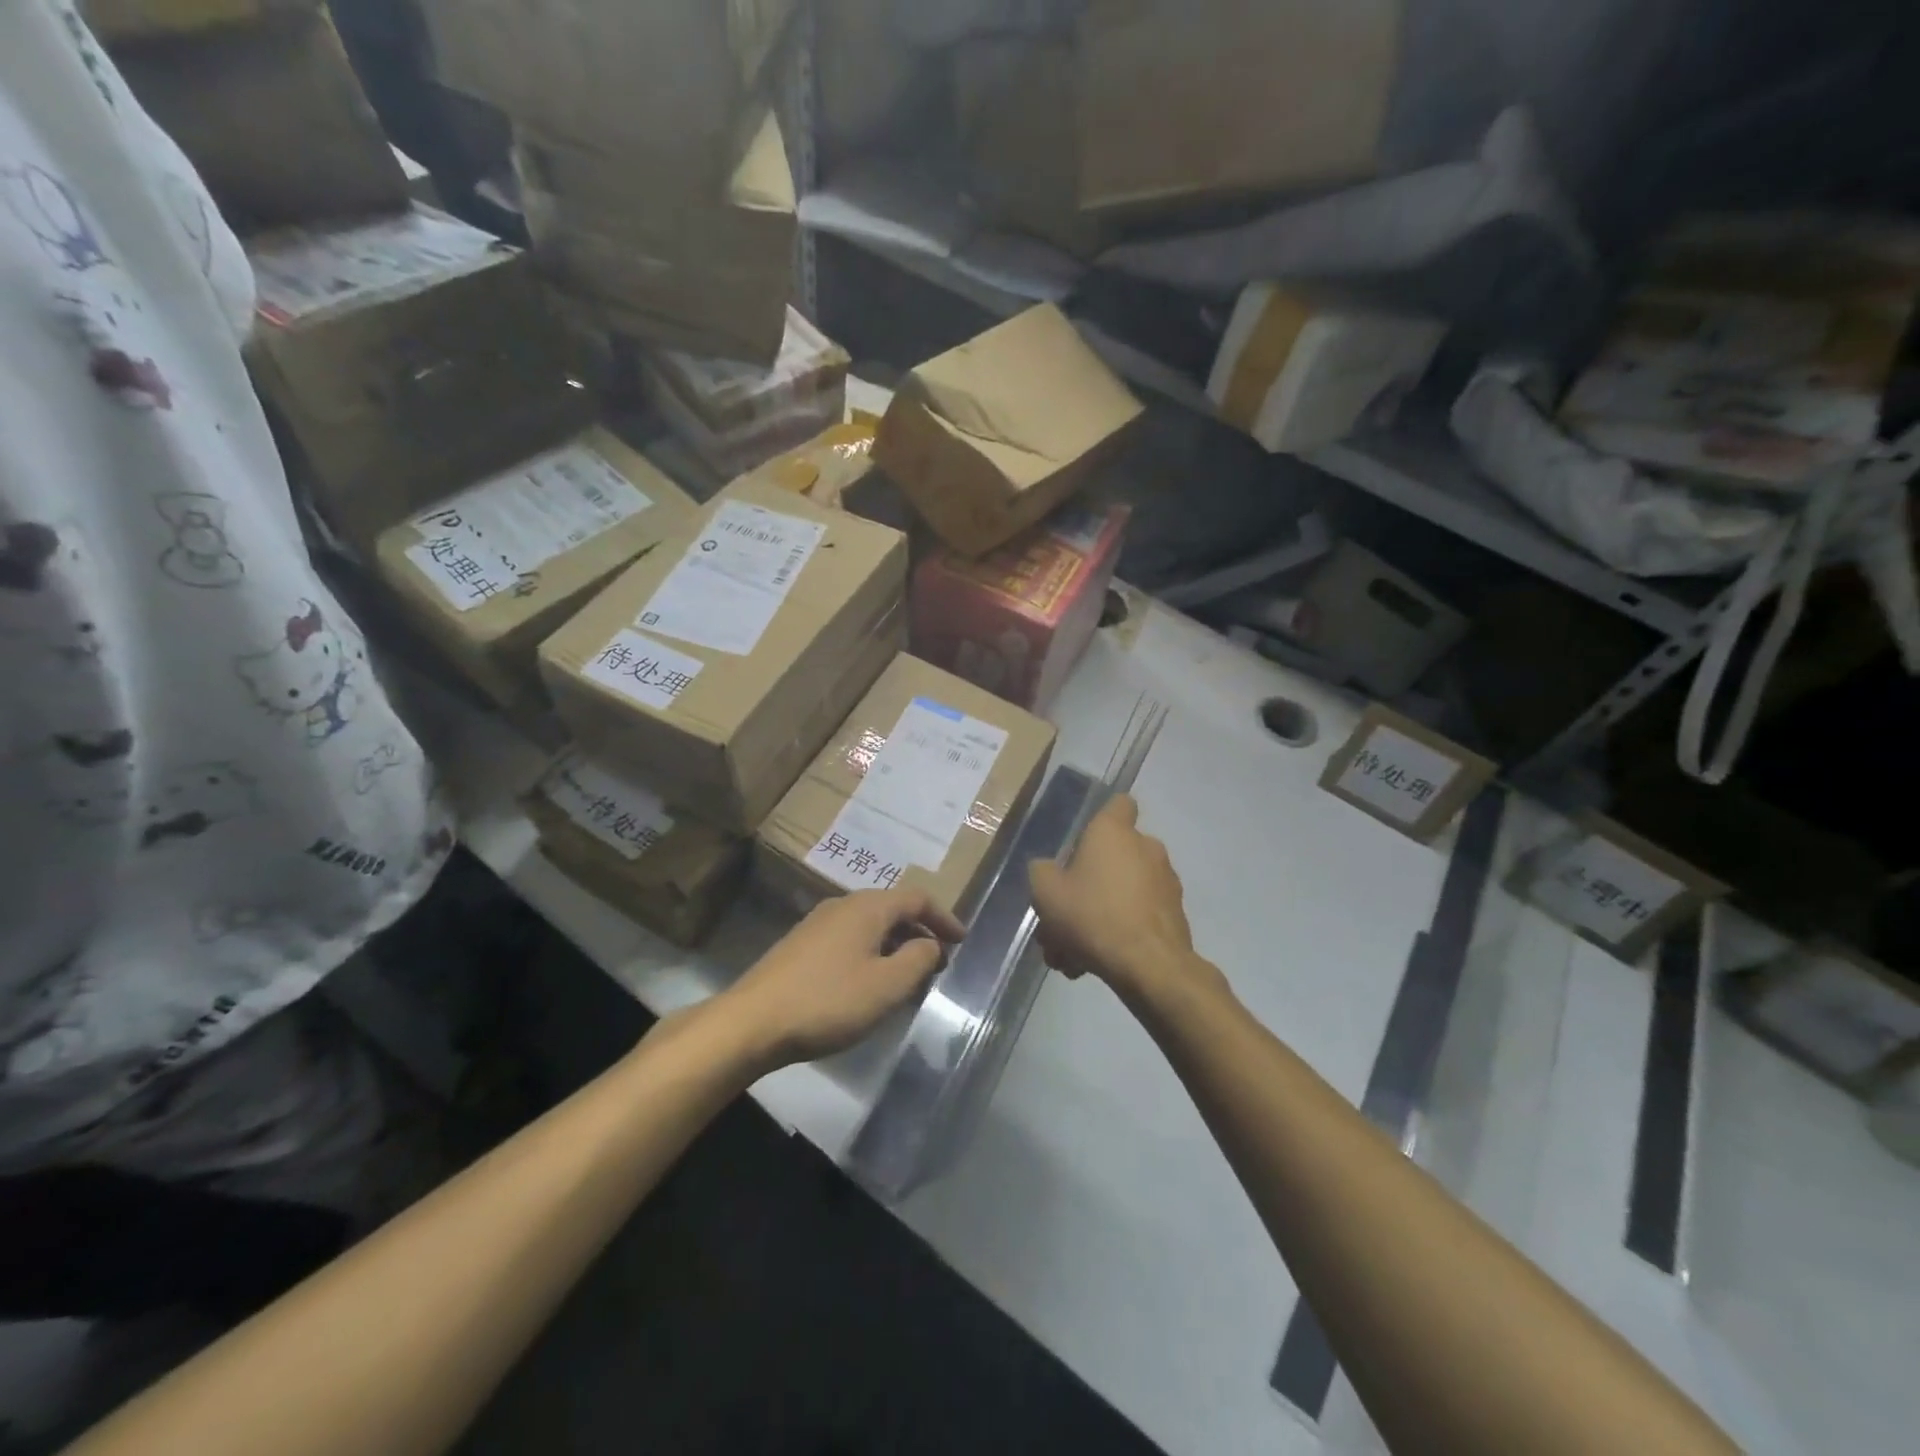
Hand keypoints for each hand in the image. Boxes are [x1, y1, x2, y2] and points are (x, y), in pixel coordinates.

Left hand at [723, 888, 965, 1066]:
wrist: (752, 1022)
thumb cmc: (828, 1001)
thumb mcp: (887, 986)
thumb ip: (918, 959)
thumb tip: (930, 943)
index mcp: (867, 907)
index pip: (917, 898)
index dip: (944, 917)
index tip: (962, 941)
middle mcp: (842, 905)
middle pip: (892, 909)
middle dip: (920, 932)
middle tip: (938, 963)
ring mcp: (817, 925)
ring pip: (869, 926)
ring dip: (895, 945)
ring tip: (907, 978)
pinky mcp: (800, 947)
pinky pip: (849, 940)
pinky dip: (871, 954)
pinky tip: (868, 985)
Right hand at [1030, 795, 1208, 1003]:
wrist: (1148, 965)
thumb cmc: (1092, 915)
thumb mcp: (1046, 892)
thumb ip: (1042, 872)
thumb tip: (1048, 869)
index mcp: (1114, 832)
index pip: (1119, 803)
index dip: (1101, 818)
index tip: (1082, 843)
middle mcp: (1146, 847)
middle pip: (1112, 857)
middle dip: (1086, 886)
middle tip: (1063, 917)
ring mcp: (1165, 881)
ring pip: (1121, 893)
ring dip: (1098, 915)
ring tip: (1072, 954)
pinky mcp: (1175, 914)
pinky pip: (1137, 916)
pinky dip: (1118, 932)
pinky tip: (1094, 964)